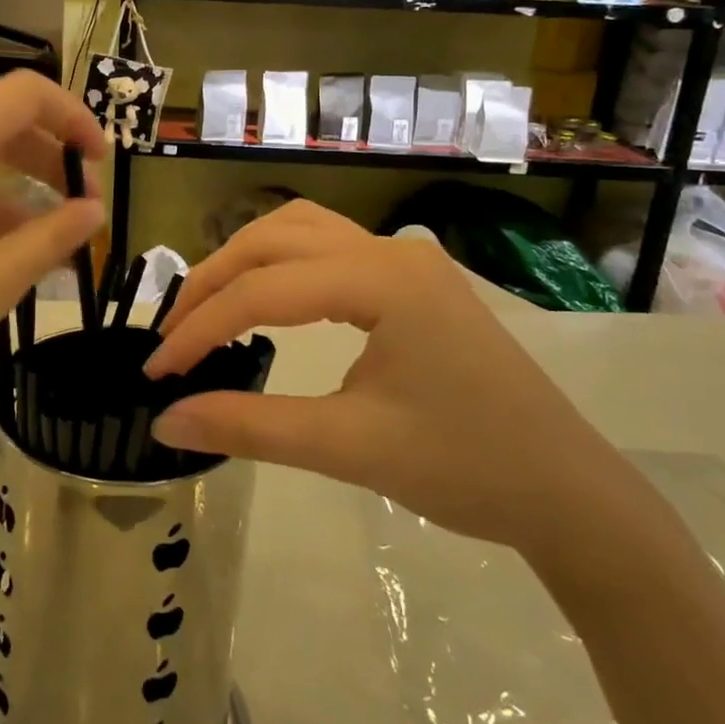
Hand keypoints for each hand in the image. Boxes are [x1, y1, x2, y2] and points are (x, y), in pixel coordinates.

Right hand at [143, 202, 638, 562]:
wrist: (568, 493)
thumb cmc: (465, 468)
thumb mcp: (348, 448)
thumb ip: (249, 428)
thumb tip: (165, 421)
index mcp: (382, 279)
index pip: (265, 291)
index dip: (200, 329)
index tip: (156, 373)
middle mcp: (391, 250)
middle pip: (275, 238)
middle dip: (214, 282)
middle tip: (172, 334)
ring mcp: (407, 260)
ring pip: (301, 230)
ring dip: (246, 261)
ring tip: (207, 308)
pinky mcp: (413, 280)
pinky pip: (329, 249)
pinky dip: (281, 265)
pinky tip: (267, 299)